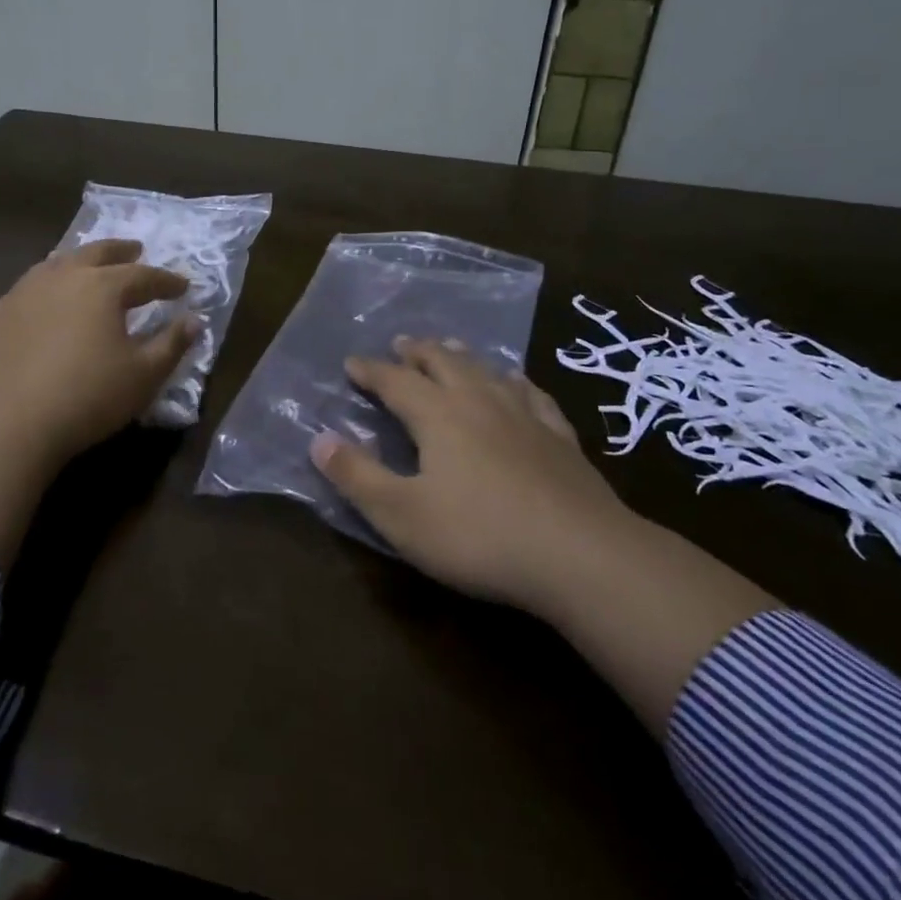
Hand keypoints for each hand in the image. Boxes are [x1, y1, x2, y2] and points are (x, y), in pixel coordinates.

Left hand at [0, 237, 198, 462]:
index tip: (183, 286)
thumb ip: (172, 344)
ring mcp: (21, 293)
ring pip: (55, 265)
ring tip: (87, 268)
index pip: (143, 275)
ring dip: (78, 262)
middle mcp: (61, 277)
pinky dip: (42, 291)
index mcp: (102, 286)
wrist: (5, 425)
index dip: (166, 281)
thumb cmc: (87, 397)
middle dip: (120, 251)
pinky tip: (40, 305)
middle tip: (135, 250)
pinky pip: (24, 292)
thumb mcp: (144, 376)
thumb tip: (194, 320)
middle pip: (96, 253)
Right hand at [311, 338, 635, 609]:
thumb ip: (357, 476)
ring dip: (461, 356)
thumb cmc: (480, 536)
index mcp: (437, 415)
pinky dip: (515, 381)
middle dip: (416, 352)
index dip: (370, 370)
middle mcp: (478, 401)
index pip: (394, 381)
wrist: (582, 555)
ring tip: (450, 348)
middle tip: (400, 343)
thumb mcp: (402, 515)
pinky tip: (517, 382)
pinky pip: (532, 394)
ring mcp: (524, 415)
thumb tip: (318, 440)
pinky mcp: (560, 437)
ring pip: (485, 370)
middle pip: (442, 362)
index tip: (351, 363)